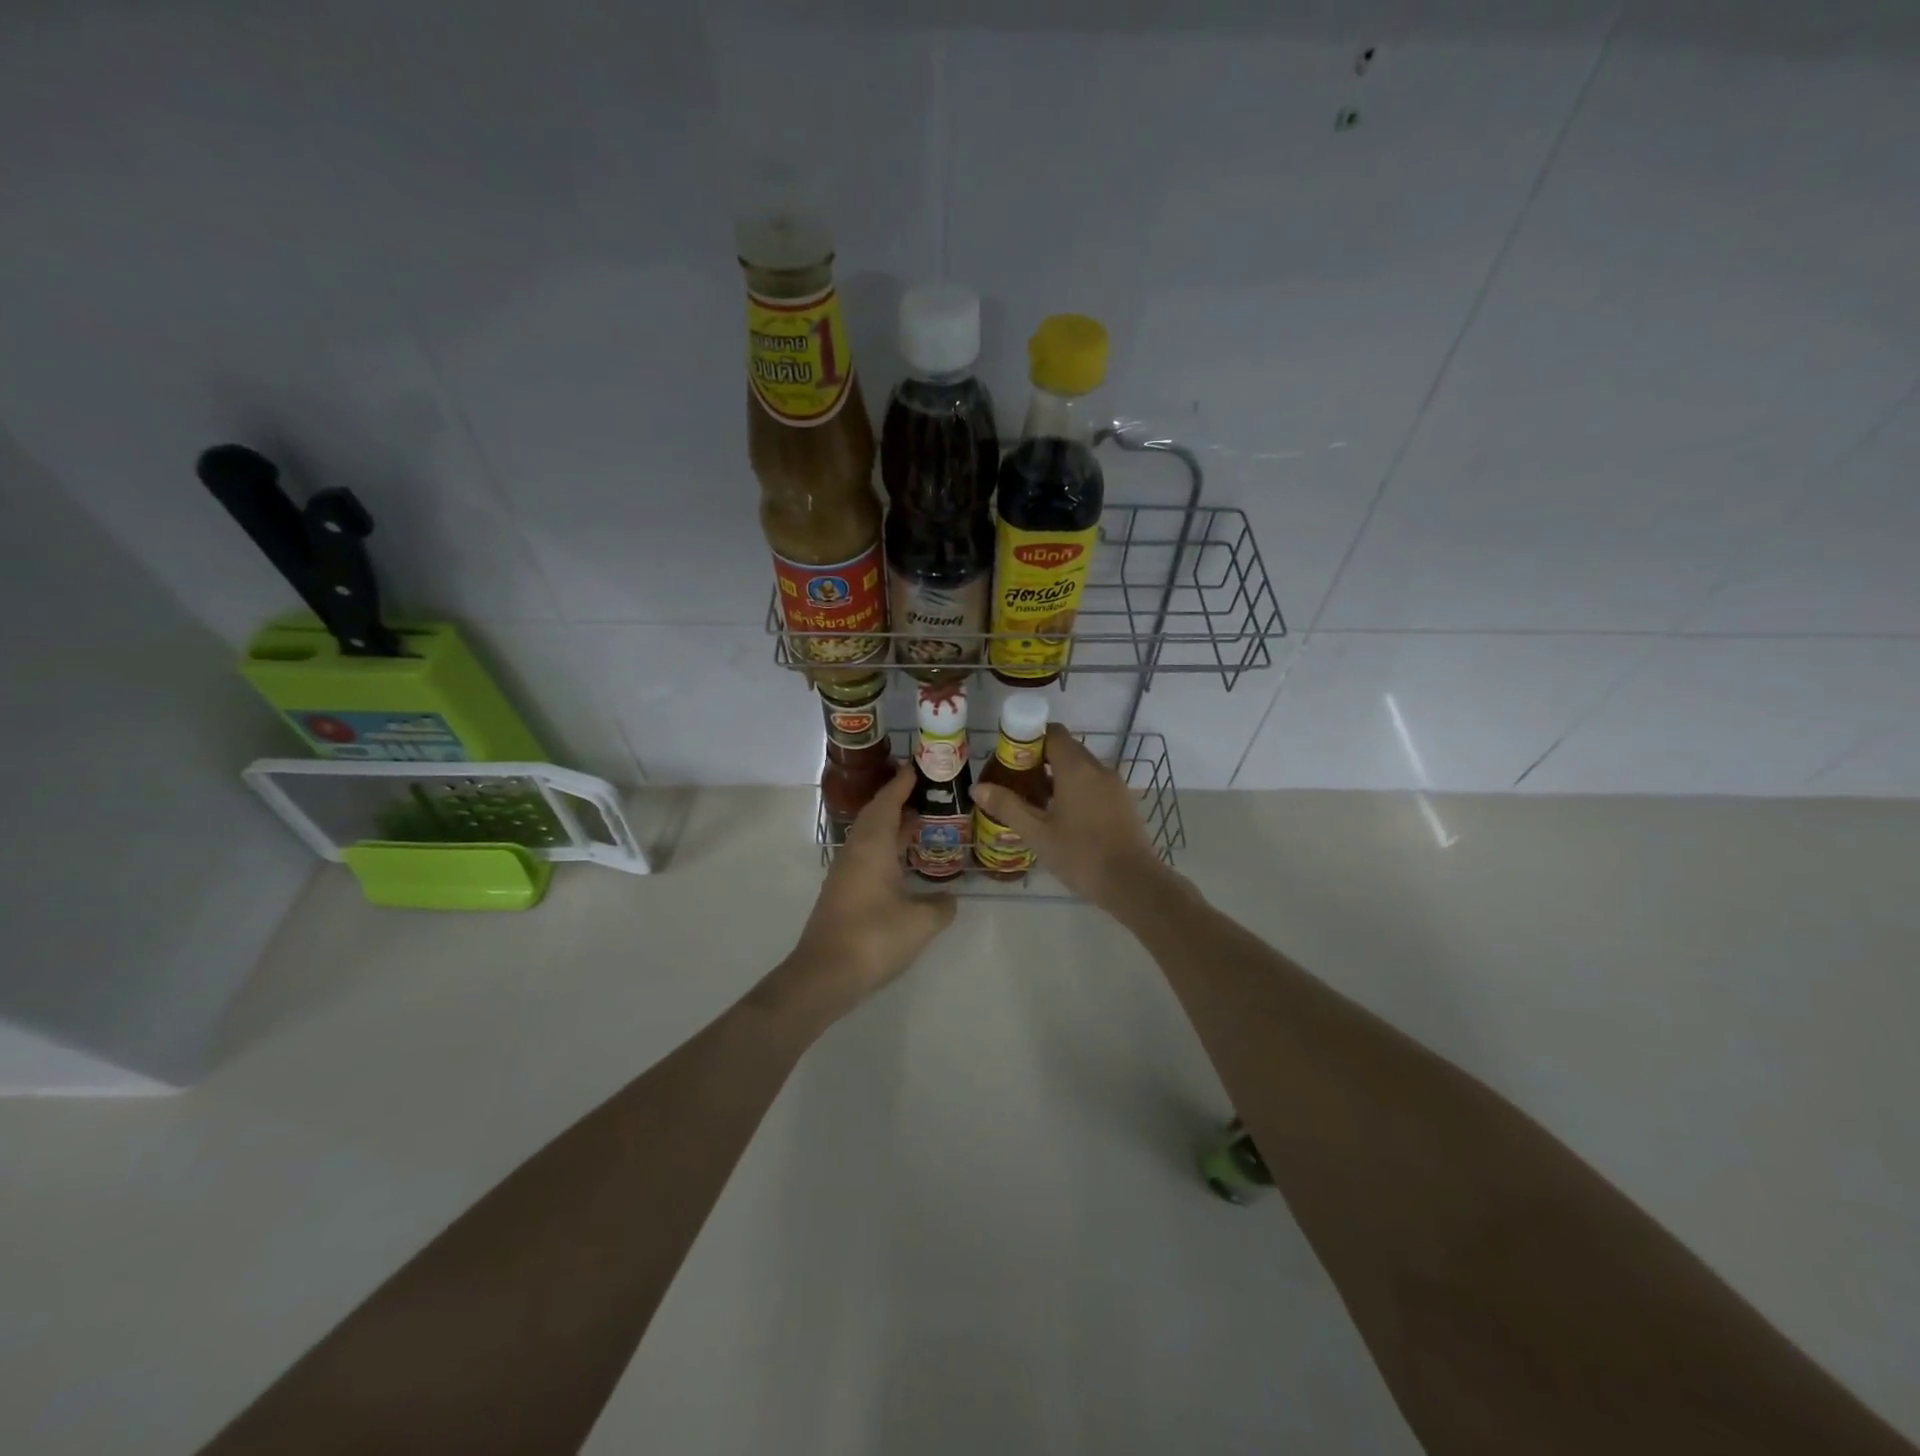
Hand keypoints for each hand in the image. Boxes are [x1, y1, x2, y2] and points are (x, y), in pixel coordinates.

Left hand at [758, 765, 955, 1032]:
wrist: (825, 974)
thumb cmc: (874, 937)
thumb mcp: (921, 922)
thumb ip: (941, 906)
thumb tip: (949, 899)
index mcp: (872, 846)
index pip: (888, 802)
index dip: (903, 783)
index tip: (919, 767)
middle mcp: (856, 852)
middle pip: (877, 816)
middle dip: (900, 801)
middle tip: (928, 794)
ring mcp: (846, 873)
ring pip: (871, 837)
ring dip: (893, 827)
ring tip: (922, 824)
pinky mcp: (843, 892)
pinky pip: (868, 856)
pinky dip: (887, 849)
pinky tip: (904, 864)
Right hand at [970, 724, 1171, 912]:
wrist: (1133, 883)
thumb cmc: (1081, 855)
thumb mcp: (1037, 833)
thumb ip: (1007, 806)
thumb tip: (977, 787)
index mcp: (1076, 768)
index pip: (1053, 732)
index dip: (1030, 738)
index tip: (1011, 757)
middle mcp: (1098, 768)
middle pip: (1067, 748)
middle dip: (1041, 758)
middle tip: (1017, 780)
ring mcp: (1114, 785)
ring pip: (1082, 767)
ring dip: (1058, 775)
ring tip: (1036, 801)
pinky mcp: (1123, 802)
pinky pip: (1095, 783)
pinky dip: (1076, 788)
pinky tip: (1062, 816)